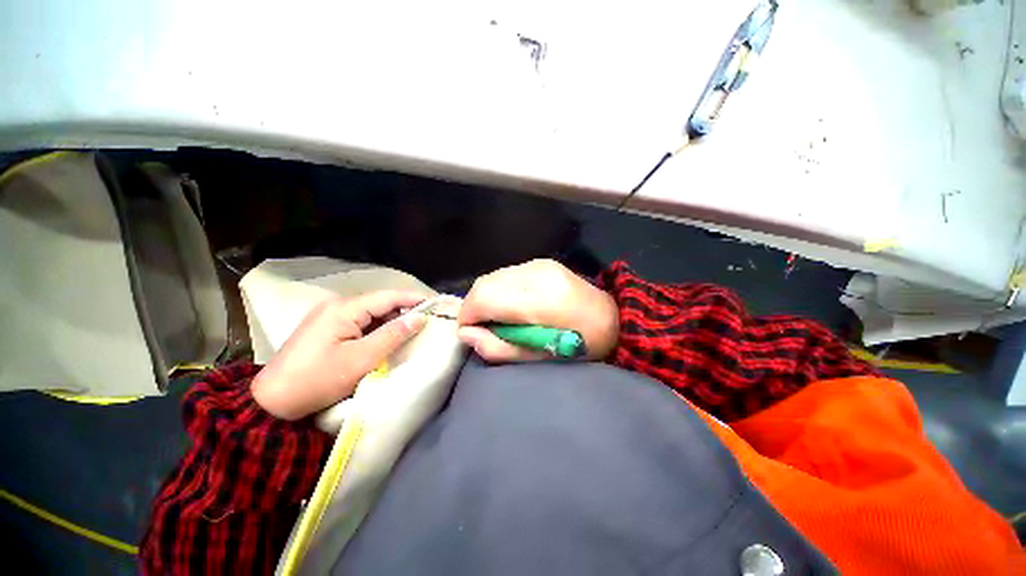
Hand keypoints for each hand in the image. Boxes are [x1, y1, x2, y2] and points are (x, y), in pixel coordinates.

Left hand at [251, 290, 427, 419]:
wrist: (271, 403)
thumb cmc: (317, 380)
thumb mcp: (360, 359)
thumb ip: (393, 335)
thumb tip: (420, 317)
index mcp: (344, 308)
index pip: (389, 296)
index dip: (415, 298)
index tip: (439, 303)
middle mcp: (337, 305)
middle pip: (381, 302)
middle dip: (406, 309)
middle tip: (430, 319)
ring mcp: (330, 316)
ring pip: (372, 312)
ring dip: (393, 319)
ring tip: (416, 327)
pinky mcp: (327, 328)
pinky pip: (361, 322)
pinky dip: (379, 327)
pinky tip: (390, 336)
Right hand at [457, 259, 618, 361]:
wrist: (610, 318)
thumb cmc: (578, 345)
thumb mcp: (538, 358)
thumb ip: (497, 348)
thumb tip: (466, 334)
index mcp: (539, 301)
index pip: (483, 298)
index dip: (467, 316)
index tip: (470, 333)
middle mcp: (536, 274)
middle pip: (484, 284)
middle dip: (474, 307)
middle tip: (483, 327)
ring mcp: (539, 264)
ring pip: (493, 277)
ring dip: (486, 297)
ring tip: (498, 317)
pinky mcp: (541, 262)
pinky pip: (507, 274)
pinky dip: (500, 289)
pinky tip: (512, 304)